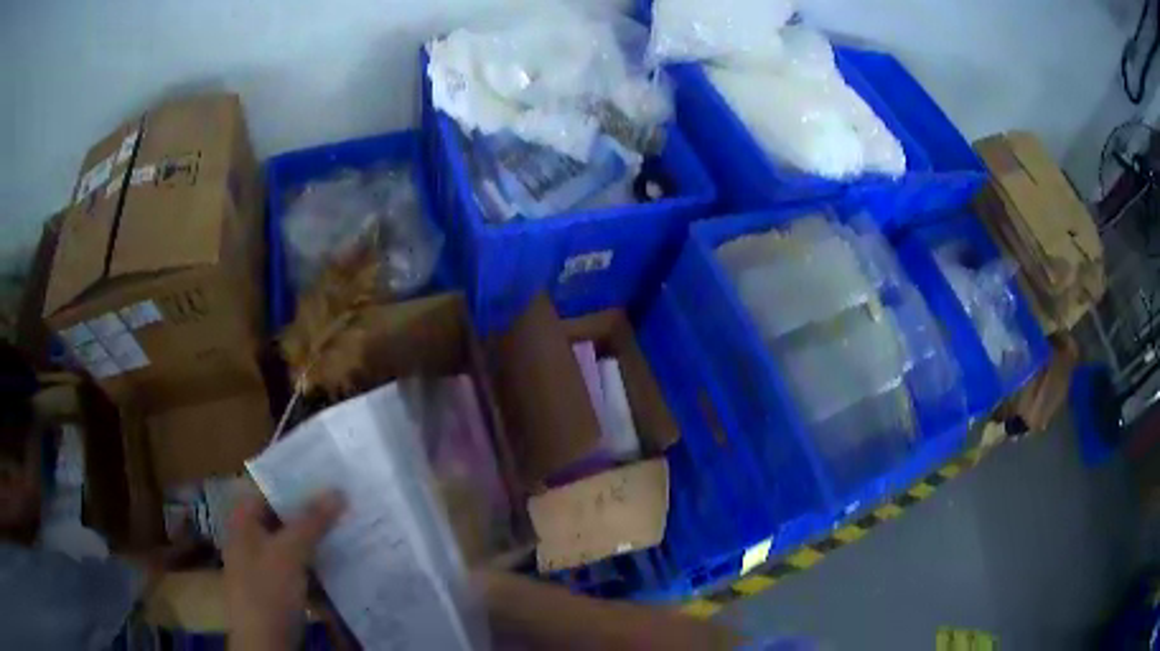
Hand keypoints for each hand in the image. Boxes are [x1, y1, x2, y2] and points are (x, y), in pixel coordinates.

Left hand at [224, 491, 344, 650]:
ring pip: (293, 543)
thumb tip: (337, 490)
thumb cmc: (268, 590)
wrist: (265, 642)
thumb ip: (311, 520)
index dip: (294, 482)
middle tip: (344, 501)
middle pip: (281, 517)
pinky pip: (299, 566)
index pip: (267, 490)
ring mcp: (264, 565)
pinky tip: (340, 561)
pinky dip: (316, 562)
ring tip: (348, 527)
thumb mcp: (290, 552)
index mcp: (243, 523)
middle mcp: (250, 539)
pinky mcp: (279, 588)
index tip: (325, 476)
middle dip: (311, 511)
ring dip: (317, 538)